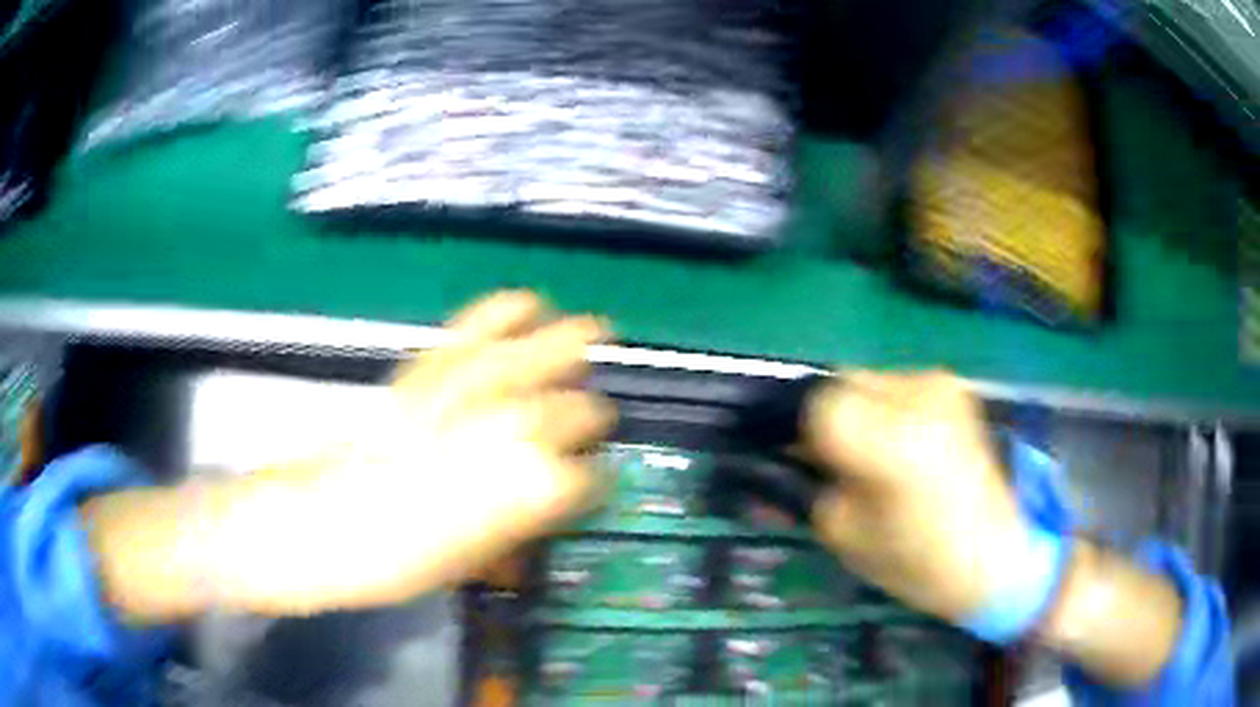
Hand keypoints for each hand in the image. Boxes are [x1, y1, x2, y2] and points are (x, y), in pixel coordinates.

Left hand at [208, 291, 615, 613]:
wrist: (315, 527)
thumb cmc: (394, 562)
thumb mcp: (469, 564)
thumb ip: (519, 527)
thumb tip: (546, 503)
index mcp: (523, 490)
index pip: (586, 476)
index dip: (592, 481)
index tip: (591, 483)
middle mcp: (503, 433)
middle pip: (568, 409)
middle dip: (588, 413)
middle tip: (596, 413)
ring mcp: (462, 393)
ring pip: (532, 356)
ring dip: (566, 344)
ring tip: (591, 331)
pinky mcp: (424, 369)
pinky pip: (472, 328)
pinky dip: (502, 313)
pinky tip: (524, 303)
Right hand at [804, 371, 1025, 622]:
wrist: (997, 555)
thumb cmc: (920, 561)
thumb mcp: (847, 534)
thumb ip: (815, 485)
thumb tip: (797, 451)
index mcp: (894, 440)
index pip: (822, 406)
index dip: (806, 435)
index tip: (811, 464)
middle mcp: (920, 395)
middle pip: (844, 382)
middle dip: (832, 417)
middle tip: (838, 461)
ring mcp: (943, 385)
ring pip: (870, 381)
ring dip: (860, 412)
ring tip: (877, 456)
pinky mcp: (956, 388)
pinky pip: (899, 388)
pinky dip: (887, 411)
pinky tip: (904, 446)